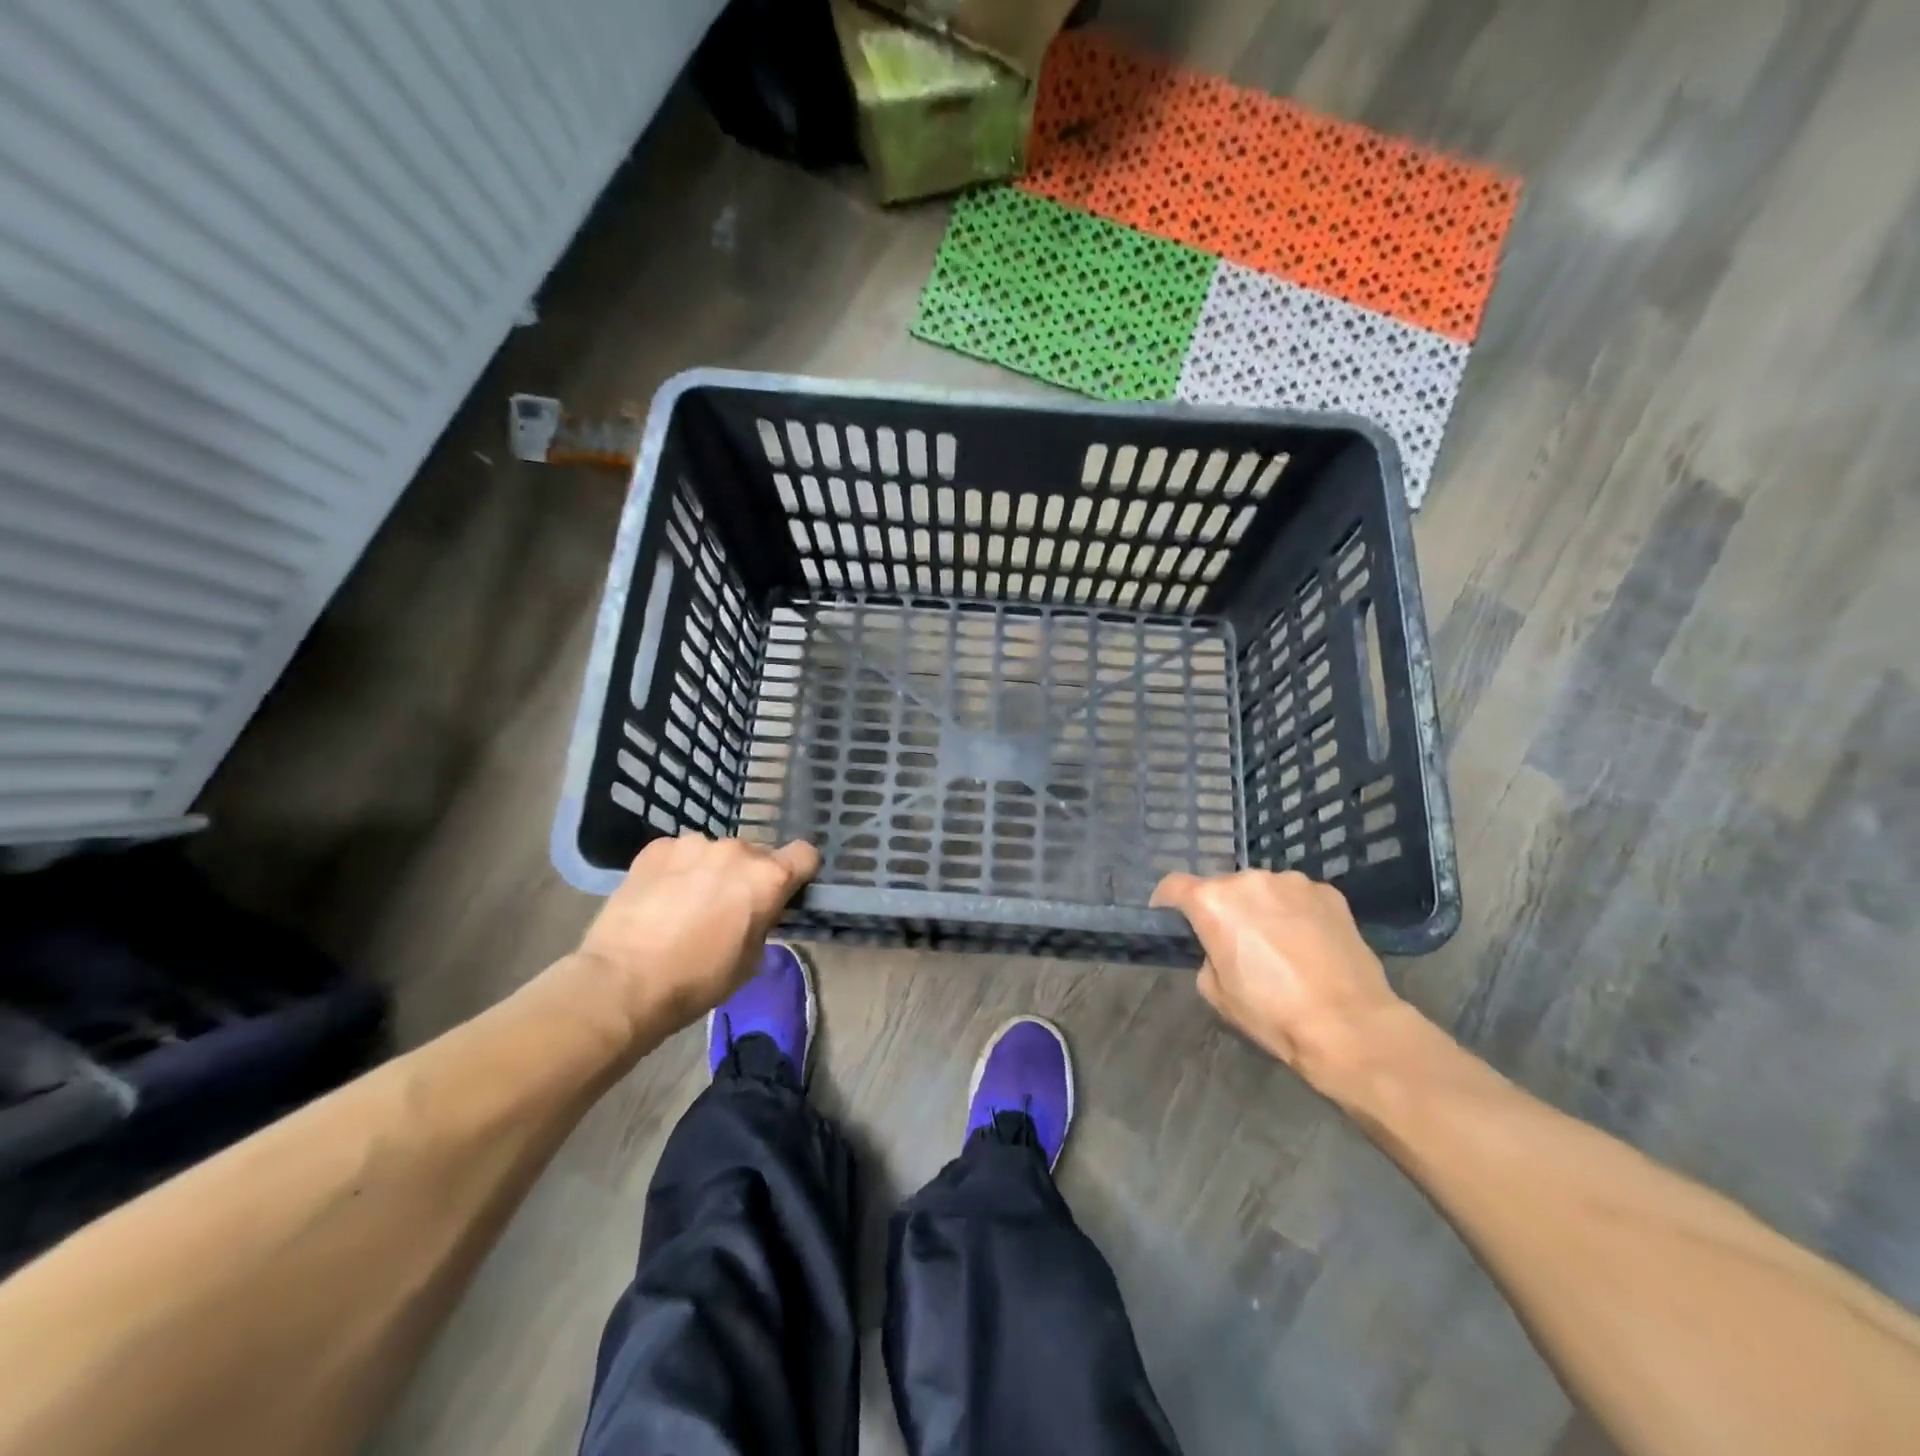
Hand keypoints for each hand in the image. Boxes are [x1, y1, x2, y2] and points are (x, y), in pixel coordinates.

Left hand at [575, 835, 819, 1036]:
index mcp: (767, 878)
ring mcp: (694, 844)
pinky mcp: (657, 848)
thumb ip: (763, 921)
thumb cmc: (697, 980)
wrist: (623, 982)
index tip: (785, 891)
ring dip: (710, 871)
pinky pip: (680, 854)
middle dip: (747, 877)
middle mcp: (736, 850)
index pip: (805, 854)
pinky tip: (660, 898)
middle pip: (756, 855)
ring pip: (715, 853)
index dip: (799, 872)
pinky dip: (677, 870)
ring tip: (686, 904)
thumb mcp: (750, 959)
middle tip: (727, 909)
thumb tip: (756, 911)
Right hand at [1151, 869, 1404, 1083]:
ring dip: (1260, 908)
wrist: (1349, 1025)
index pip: (1173, 886)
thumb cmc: (1272, 1013)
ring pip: (1262, 890)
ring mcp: (1292, 882)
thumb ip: (1207, 956)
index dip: (1166, 903)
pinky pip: (1297, 897)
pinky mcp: (1328, 892)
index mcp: (1213, 902)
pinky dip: (1294, 913)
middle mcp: (1249, 880)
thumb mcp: (1217, 993)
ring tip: (1278, 944)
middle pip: (1222, 888)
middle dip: (1222, 909)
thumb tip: (1220, 947)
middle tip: (1235, 943)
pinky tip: (1308, 944)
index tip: (1171, 919)